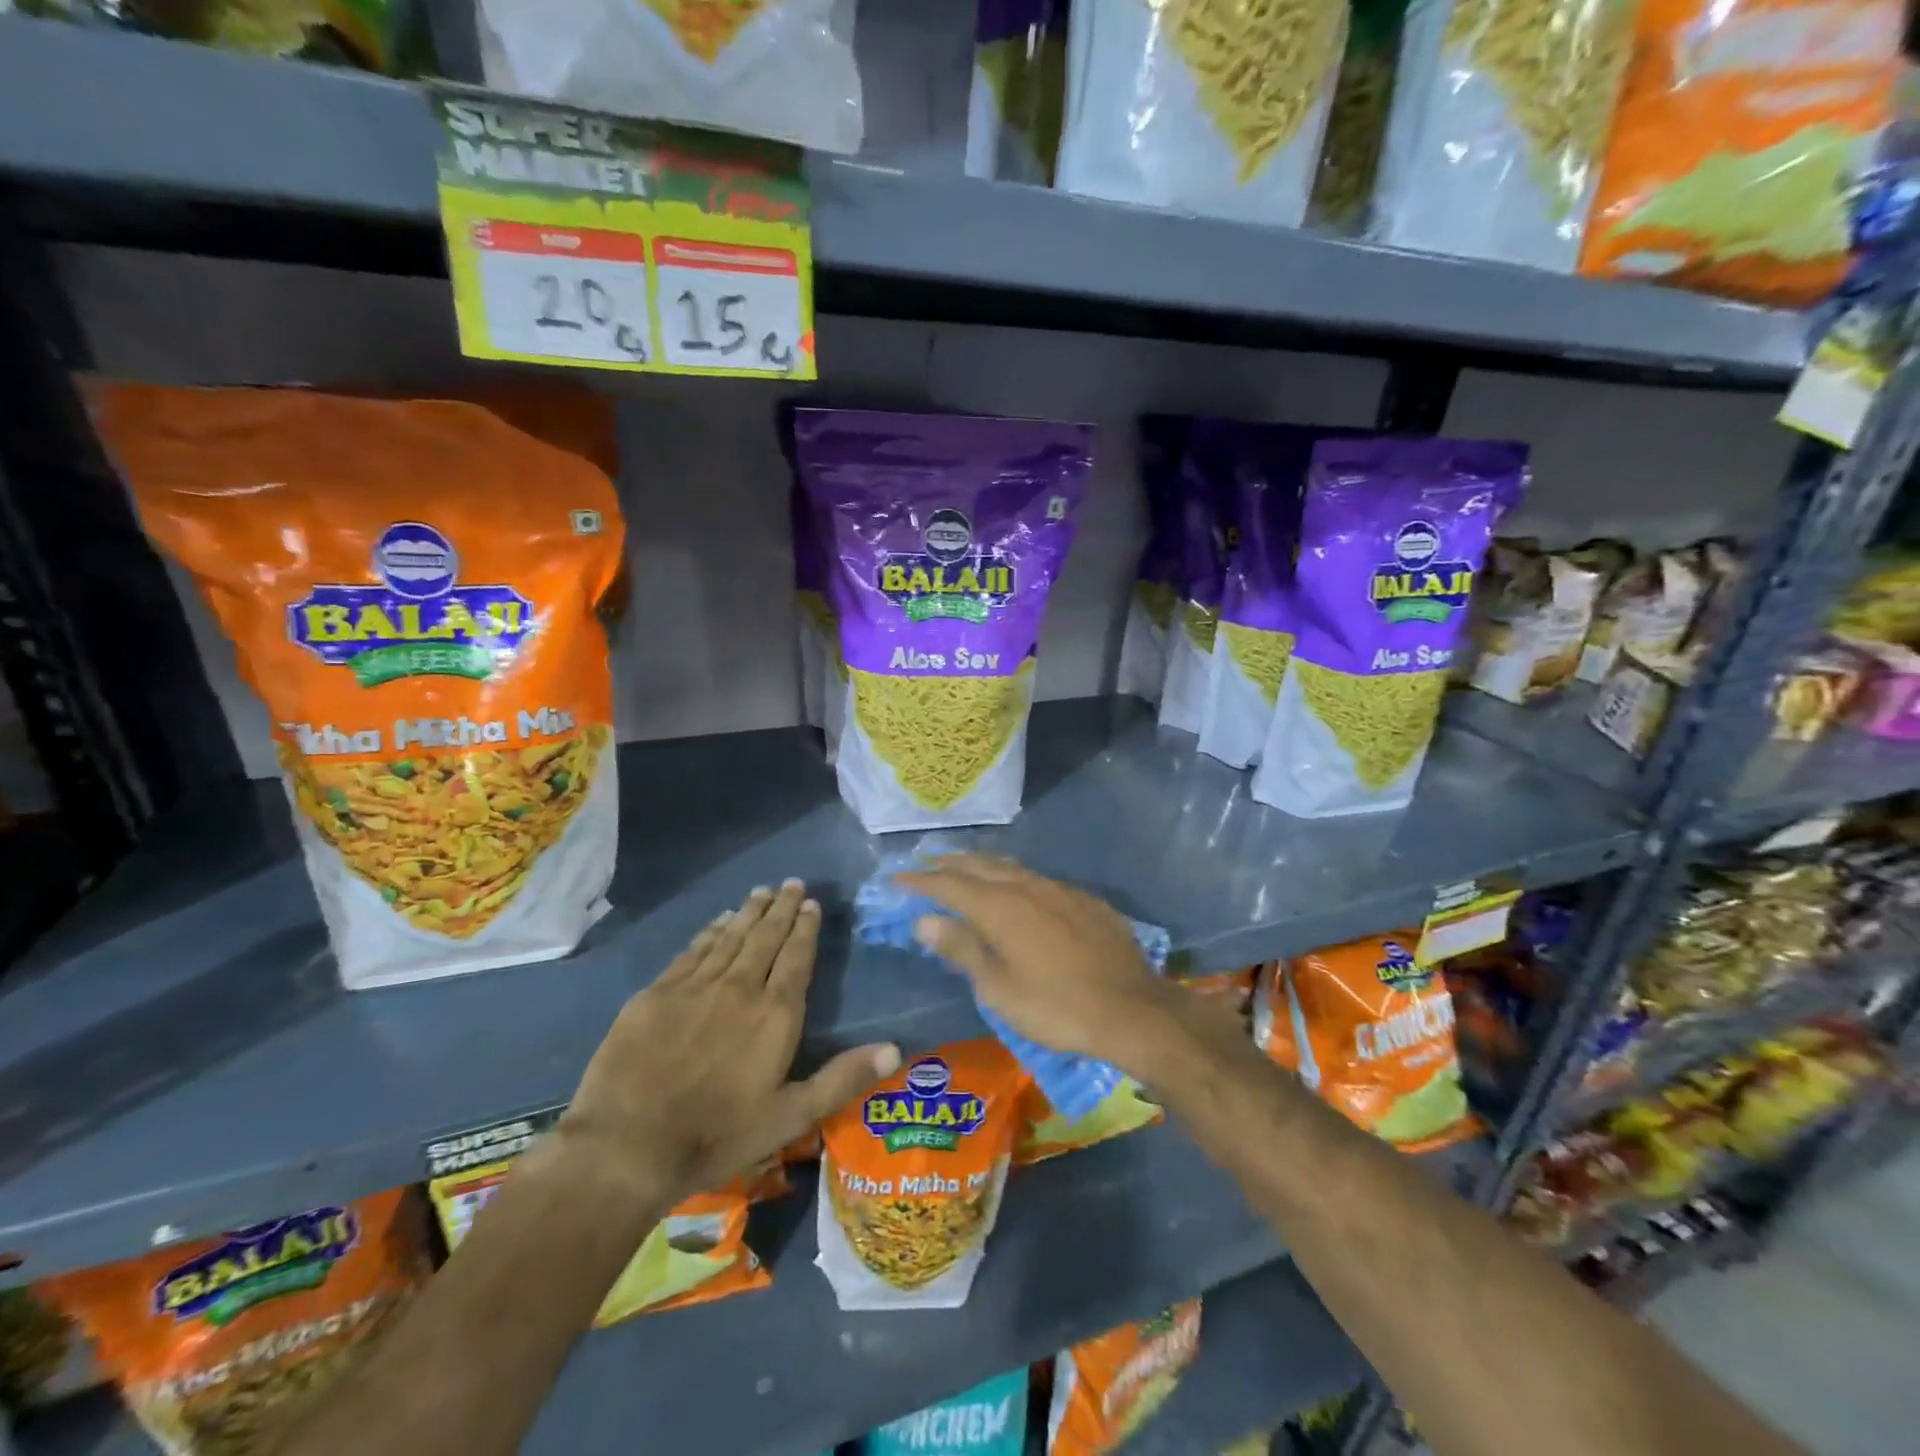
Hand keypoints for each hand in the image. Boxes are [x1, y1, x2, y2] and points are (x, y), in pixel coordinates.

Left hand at [563, 880, 899, 1206]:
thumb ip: (842, 1078)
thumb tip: (896, 1049)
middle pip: (765, 937)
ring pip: (730, 937)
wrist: (627, 1146)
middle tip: (791, 883)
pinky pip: (692, 951)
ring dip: (748, 913)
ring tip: (761, 891)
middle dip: (781, 908)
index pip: (796, 957)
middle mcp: (740, 987)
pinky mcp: (657, 993)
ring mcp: (695, 987)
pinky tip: (717, 921)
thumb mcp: (790, 1117)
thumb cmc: (717, 1135)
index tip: (811, 903)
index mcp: (775, 1014)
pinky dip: (709, 932)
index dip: (805, 928)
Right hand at [897, 855, 1182, 1071]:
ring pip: (1011, 867)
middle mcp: (1026, 886)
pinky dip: (1015, 878)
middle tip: (926, 866)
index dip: (920, 881)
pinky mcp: (1084, 899)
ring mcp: (1059, 889)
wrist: (1132, 1009)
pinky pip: (1038, 879)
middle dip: (949, 864)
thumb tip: (926, 920)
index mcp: (999, 907)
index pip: (949, 884)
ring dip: (982, 866)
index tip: (897, 879)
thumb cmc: (1056, 1007)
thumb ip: (962, 949)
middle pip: (979, 866)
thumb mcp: (999, 988)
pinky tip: (1018, 890)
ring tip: (965, 869)